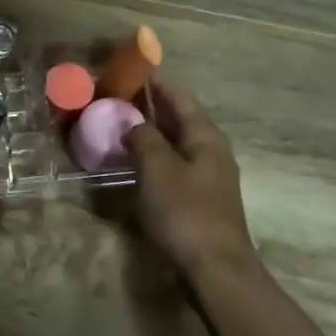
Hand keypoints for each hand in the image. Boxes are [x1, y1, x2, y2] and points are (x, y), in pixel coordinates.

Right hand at [125, 76, 258, 279]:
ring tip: (122, 125)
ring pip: (177, 143)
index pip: (180, 99)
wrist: (215, 266)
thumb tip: (133, 123)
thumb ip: (143, 139)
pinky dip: (155, 155)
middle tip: (119, 97)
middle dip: (152, 106)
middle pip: (180, 119)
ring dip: (152, 132)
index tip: (135, 69)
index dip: (158, 84)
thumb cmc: (185, 212)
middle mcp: (211, 151)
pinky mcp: (200, 198)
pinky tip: (137, 162)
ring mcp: (208, 176)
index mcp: (205, 137)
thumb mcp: (157, 169)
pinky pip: (174, 164)